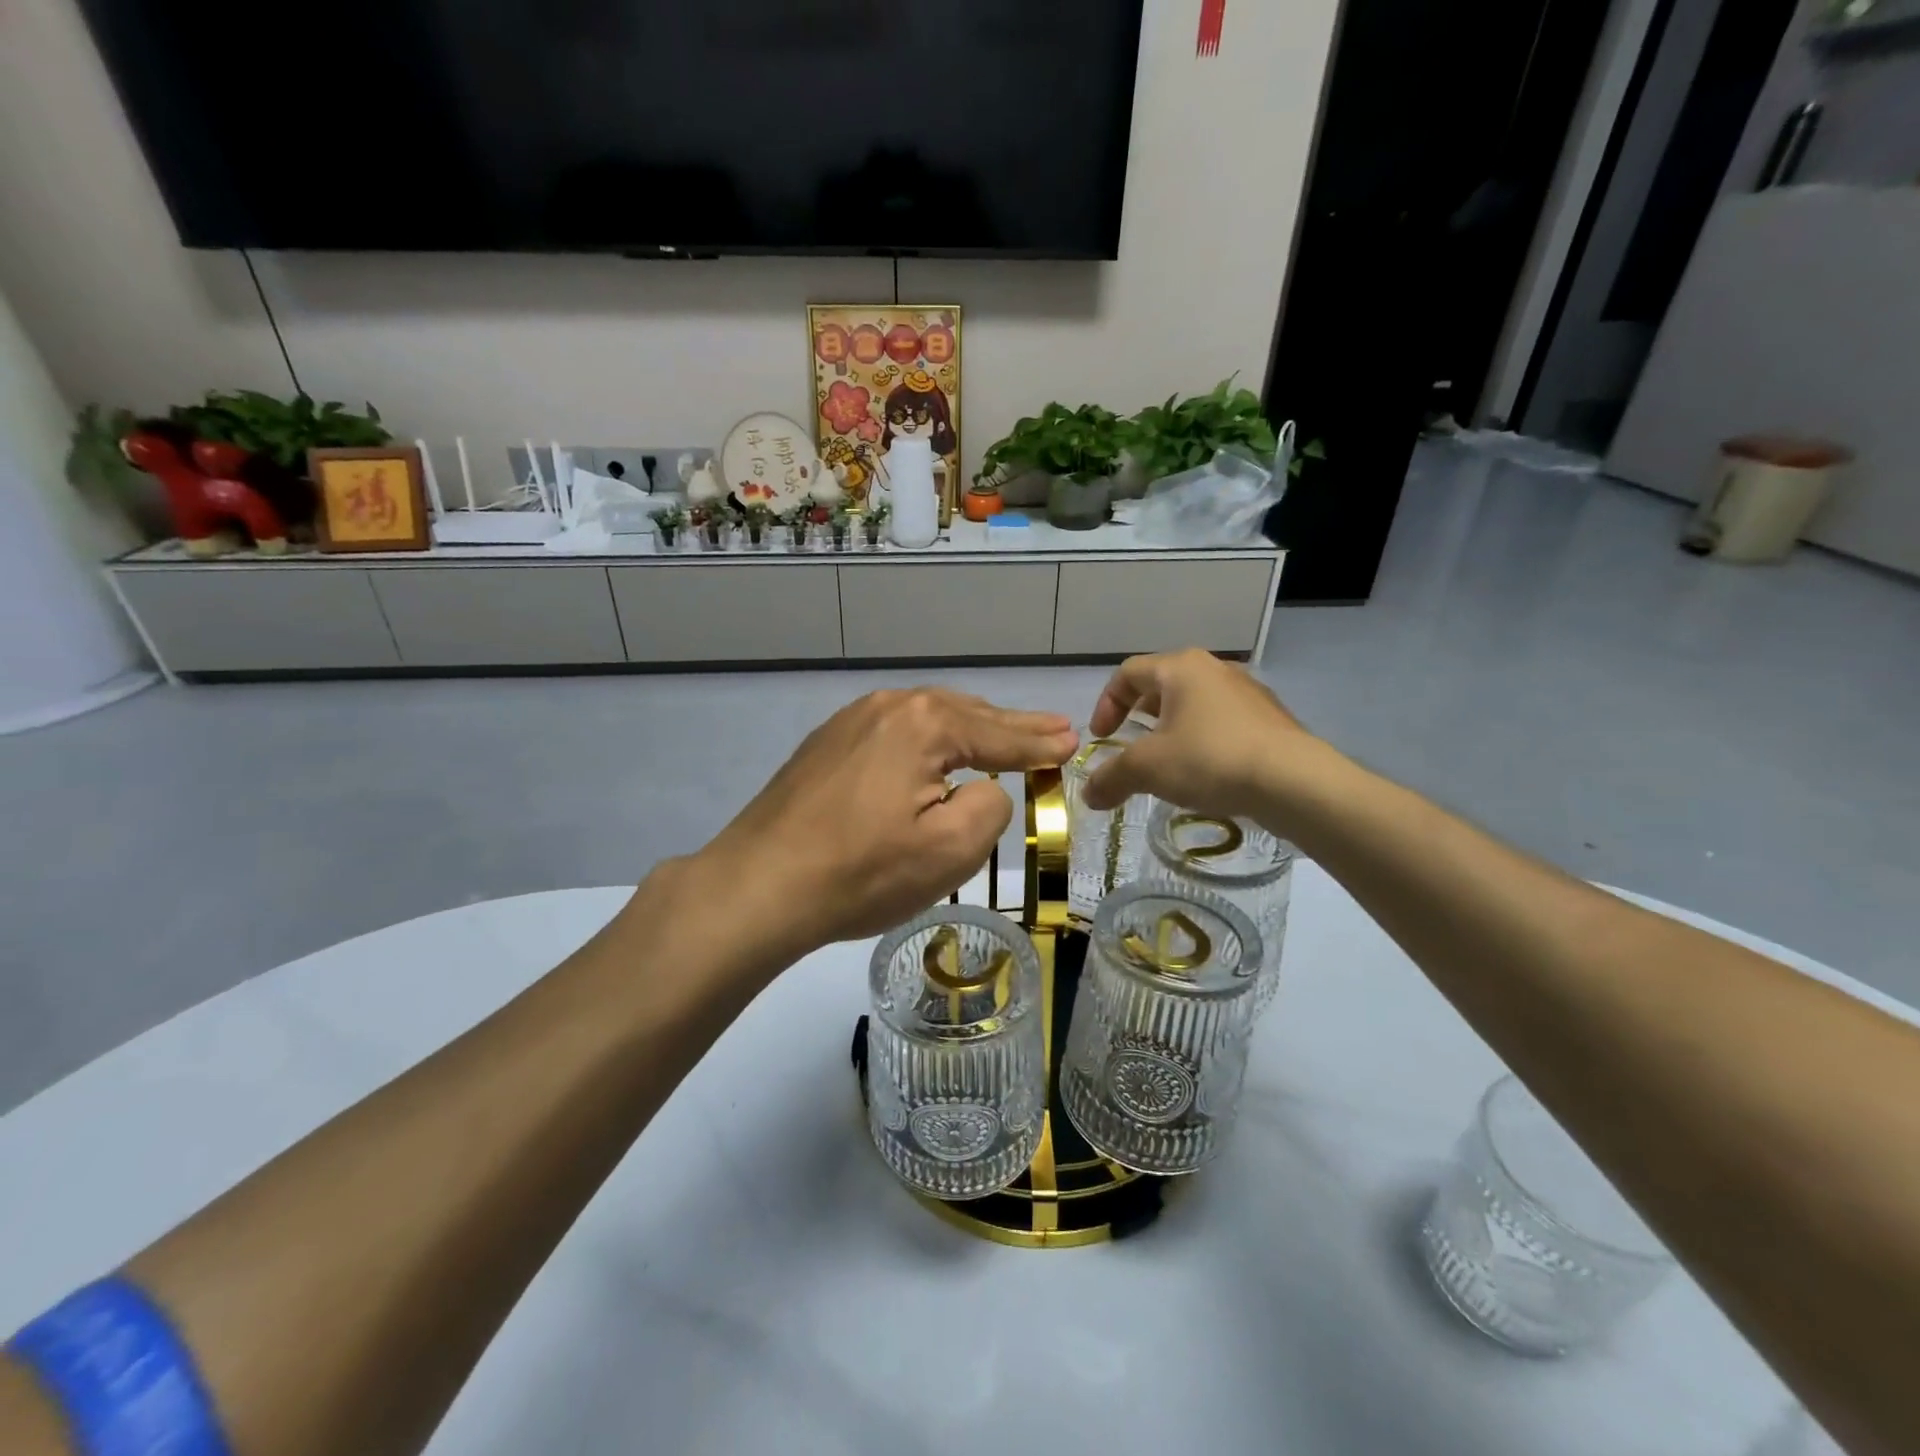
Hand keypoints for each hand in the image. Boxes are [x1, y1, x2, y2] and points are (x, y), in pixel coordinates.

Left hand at [689, 689, 1077, 956]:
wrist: (759, 885)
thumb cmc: (862, 872)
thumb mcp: (950, 850)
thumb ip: (990, 807)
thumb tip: (983, 789)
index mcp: (925, 723)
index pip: (998, 734)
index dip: (1038, 743)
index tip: (1072, 741)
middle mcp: (888, 706)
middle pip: (965, 714)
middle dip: (1010, 727)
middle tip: (1051, 730)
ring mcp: (850, 721)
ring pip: (927, 720)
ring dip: (968, 730)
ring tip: (1002, 736)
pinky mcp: (826, 744)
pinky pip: (894, 733)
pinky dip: (927, 741)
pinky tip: (934, 752)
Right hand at [1082, 650, 1311, 819]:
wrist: (1295, 782)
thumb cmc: (1210, 760)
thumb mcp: (1148, 770)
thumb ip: (1111, 778)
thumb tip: (1089, 795)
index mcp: (1180, 668)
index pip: (1128, 673)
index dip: (1106, 704)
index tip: (1102, 738)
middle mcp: (1214, 669)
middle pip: (1162, 686)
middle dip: (1139, 717)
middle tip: (1130, 747)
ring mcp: (1247, 692)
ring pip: (1194, 705)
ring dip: (1172, 731)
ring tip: (1167, 764)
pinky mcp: (1270, 719)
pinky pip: (1222, 724)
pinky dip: (1203, 742)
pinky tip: (1206, 775)